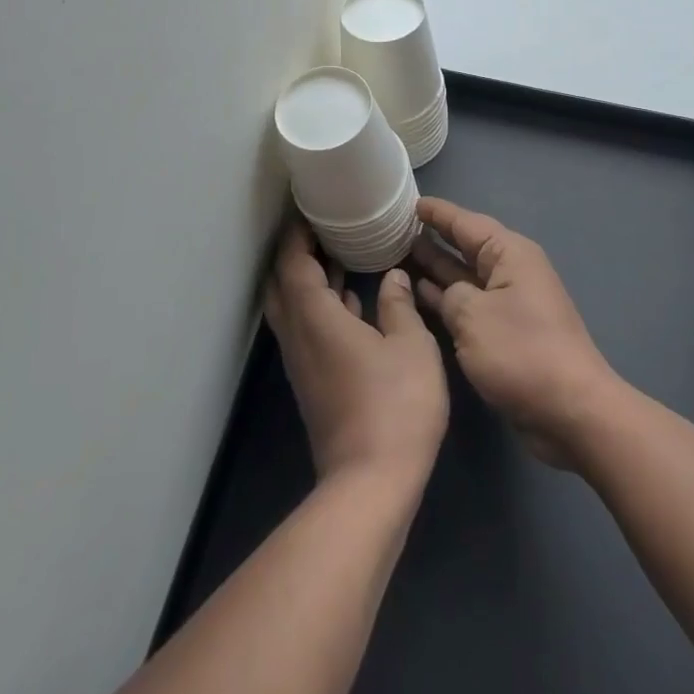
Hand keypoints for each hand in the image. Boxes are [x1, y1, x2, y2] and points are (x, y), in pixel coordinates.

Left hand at [264, 222, 448, 494]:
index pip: (294, 264)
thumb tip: (392, 277)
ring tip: (337, 255)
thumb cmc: (395, 406)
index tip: (311, 210)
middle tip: (322, 230)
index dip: (298, 235)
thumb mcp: (412, 347)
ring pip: (291, 309)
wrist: (370, 484)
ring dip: (306, 280)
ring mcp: (302, 364)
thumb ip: (400, 306)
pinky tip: (350, 303)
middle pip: (282, 285)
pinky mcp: (312, 384)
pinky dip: (319, 306)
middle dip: (295, 254)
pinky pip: (305, 329)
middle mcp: (300, 337)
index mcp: (317, 319)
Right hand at [407, 197, 620, 468]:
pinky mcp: (507, 332)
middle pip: (467, 246)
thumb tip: (447, 295)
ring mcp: (510, 303)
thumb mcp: (473, 316)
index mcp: (510, 254)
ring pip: (466, 276)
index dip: (438, 213)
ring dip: (438, 267)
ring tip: (402, 254)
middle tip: (398, 228)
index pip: (466, 223)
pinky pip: (471, 302)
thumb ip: (450, 296)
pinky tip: (421, 293)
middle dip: (435, 237)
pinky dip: (448, 297)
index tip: (410, 202)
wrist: (571, 410)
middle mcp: (512, 272)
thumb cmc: (521, 353)